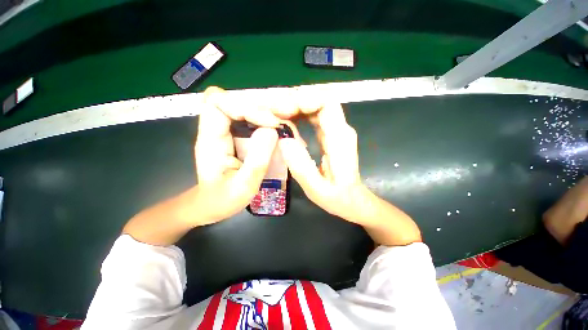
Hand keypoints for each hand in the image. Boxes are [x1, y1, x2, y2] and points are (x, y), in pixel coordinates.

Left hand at [194, 87, 280, 223]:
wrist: (211, 205)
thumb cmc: (222, 199)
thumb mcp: (242, 186)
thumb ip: (257, 160)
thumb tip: (272, 130)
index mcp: (210, 139)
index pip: (218, 102)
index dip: (246, 106)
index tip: (270, 123)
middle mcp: (217, 129)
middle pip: (235, 100)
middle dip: (261, 107)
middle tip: (283, 122)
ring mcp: (227, 131)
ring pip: (245, 107)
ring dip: (266, 113)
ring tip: (285, 128)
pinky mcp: (237, 136)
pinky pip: (251, 120)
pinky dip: (267, 122)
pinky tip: (279, 133)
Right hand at [277, 102, 378, 225]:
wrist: (353, 201)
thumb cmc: (338, 198)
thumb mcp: (317, 188)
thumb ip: (302, 166)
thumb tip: (283, 140)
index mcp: (340, 138)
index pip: (326, 102)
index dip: (305, 99)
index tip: (284, 109)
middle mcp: (340, 129)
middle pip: (319, 100)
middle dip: (295, 101)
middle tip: (273, 111)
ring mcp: (335, 131)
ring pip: (315, 107)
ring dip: (295, 107)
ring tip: (275, 114)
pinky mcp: (330, 135)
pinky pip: (314, 117)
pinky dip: (298, 115)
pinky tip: (285, 121)